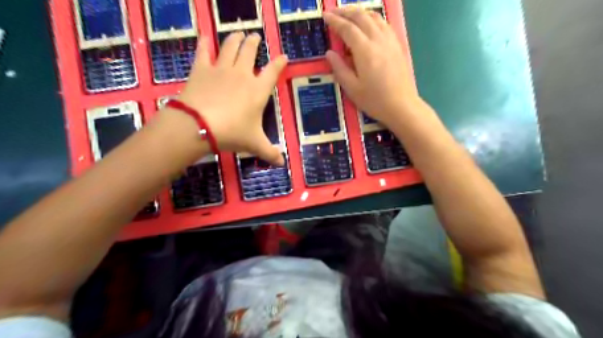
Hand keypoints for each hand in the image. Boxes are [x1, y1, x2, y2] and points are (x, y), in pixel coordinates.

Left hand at [177, 32, 286, 165]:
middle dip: (254, 42)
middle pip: (250, 51)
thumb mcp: (254, 144)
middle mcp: (242, 74)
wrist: (199, 125)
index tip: (283, 56)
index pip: (273, 71)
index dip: (279, 62)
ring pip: (230, 46)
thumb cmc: (232, 133)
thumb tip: (282, 163)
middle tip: (255, 36)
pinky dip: (204, 43)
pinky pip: (203, 52)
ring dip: (235, 38)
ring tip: (238, 33)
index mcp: (258, 90)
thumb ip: (270, 152)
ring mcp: (221, 69)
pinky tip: (205, 37)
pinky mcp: (202, 69)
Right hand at [325, 7, 420, 128]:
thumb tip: (329, 52)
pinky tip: (368, 24)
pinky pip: (384, 24)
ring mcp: (390, 41)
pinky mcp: (397, 45)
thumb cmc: (374, 100)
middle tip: (333, 13)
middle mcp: (378, 40)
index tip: (325, 16)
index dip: (334, 20)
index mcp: (364, 51)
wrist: (402, 106)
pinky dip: (372, 19)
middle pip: (361, 17)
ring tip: (349, 15)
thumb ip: (339, 68)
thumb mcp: (352, 88)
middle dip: (345, 12)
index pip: (347, 28)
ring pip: (374, 17)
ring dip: (359, 12)